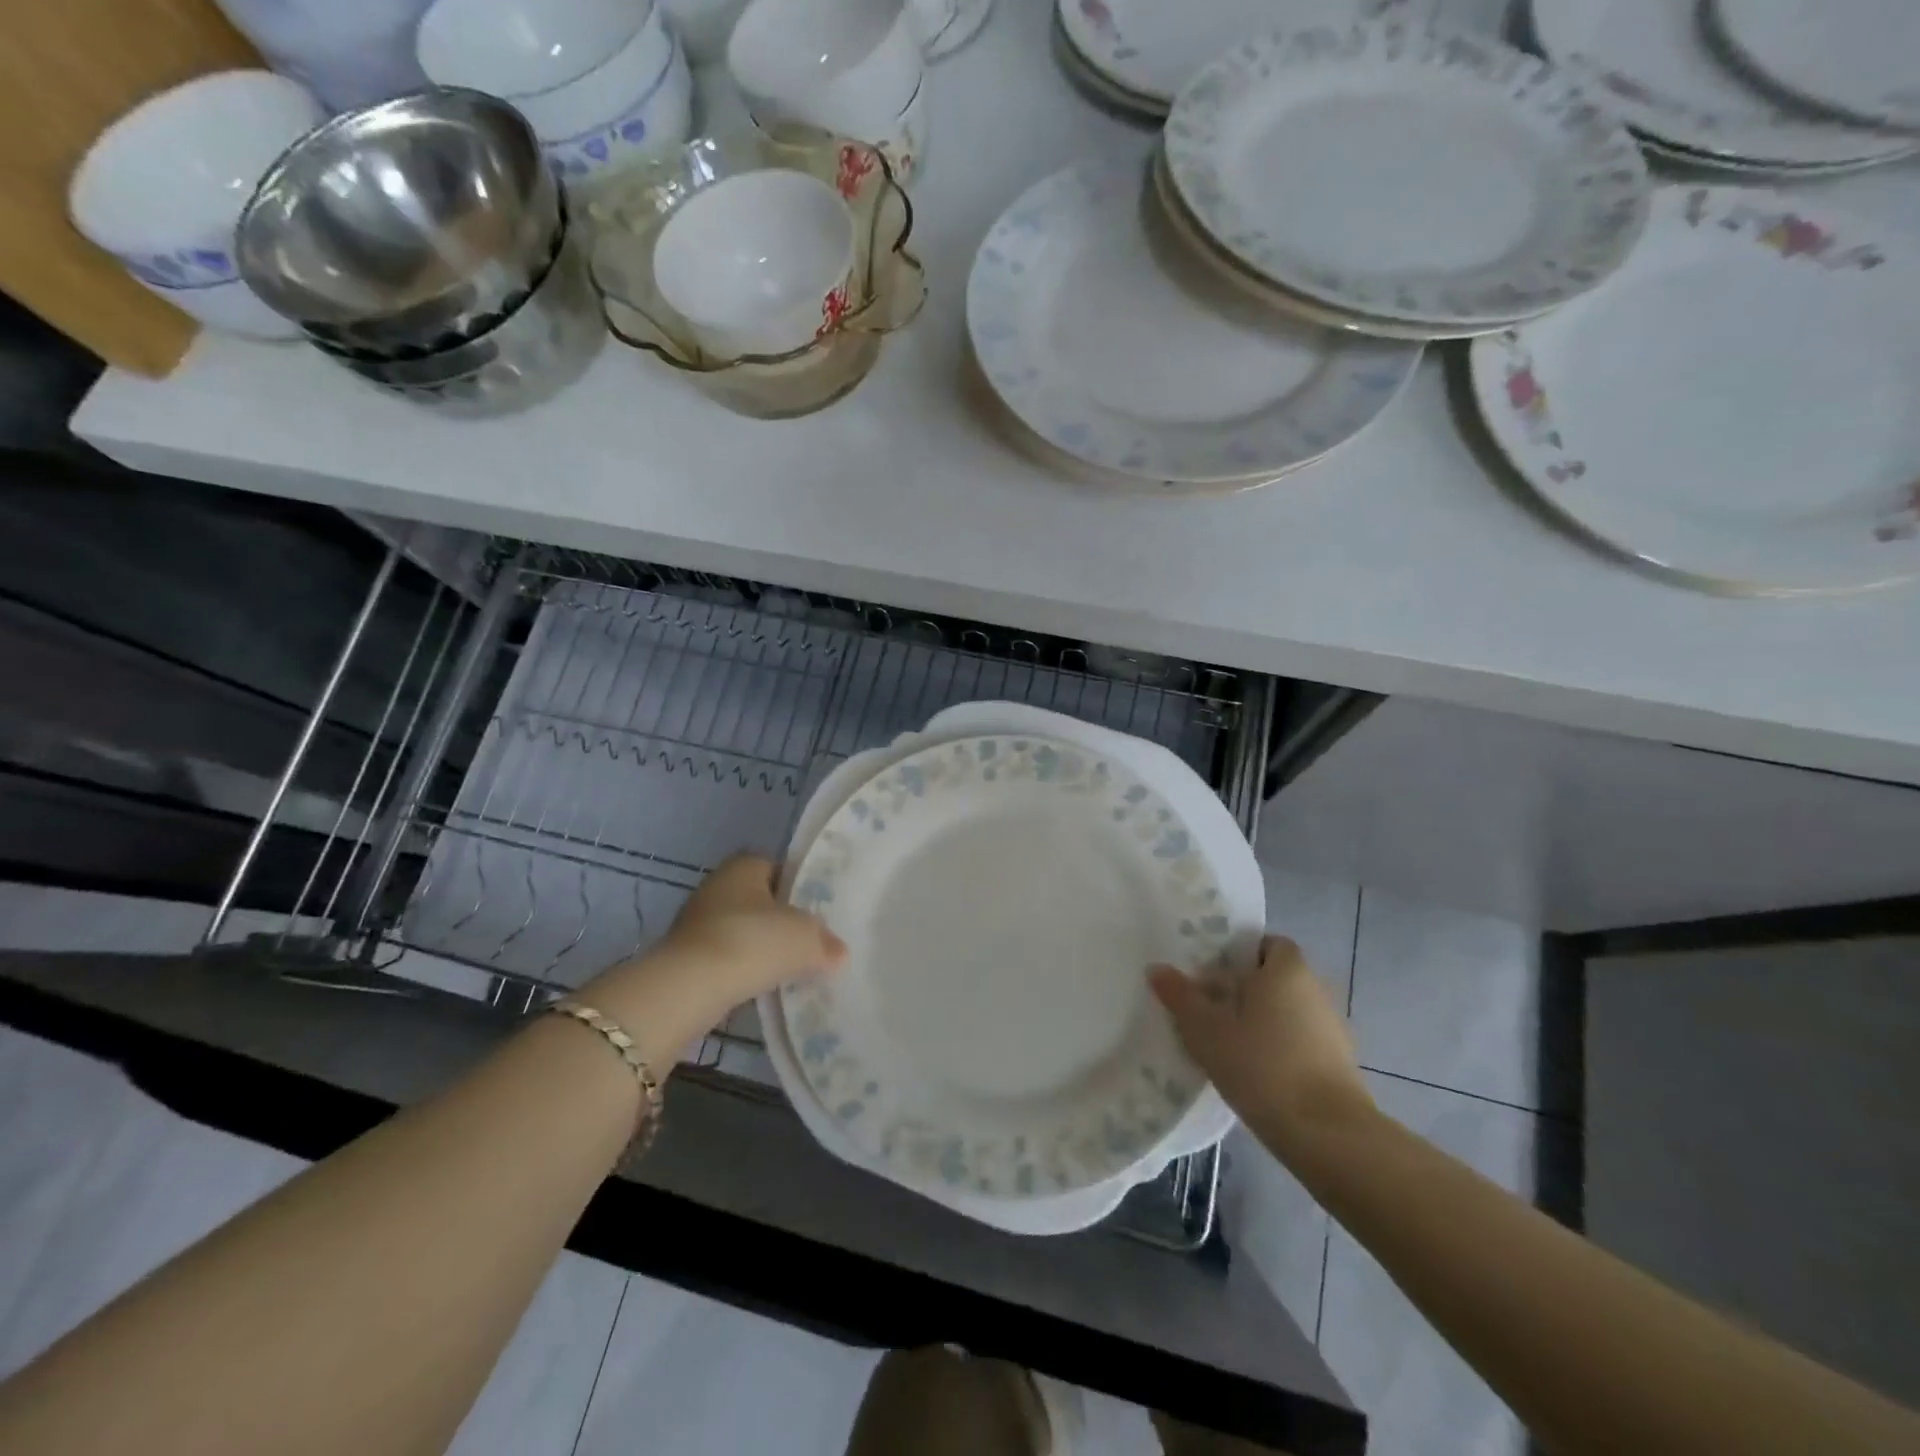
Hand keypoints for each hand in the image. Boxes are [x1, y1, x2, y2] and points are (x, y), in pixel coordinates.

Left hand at [585, 855, 845, 1041]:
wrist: (690, 987)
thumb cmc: (753, 941)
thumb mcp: (806, 938)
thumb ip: (825, 941)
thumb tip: (838, 952)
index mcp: (744, 865)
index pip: (777, 867)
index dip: (798, 887)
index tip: (818, 911)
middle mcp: (717, 885)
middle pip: (759, 900)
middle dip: (780, 920)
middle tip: (809, 941)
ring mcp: (696, 921)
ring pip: (741, 930)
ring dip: (760, 947)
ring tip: (789, 968)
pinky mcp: (685, 956)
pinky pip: (726, 958)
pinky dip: (742, 969)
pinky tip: (761, 986)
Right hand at [1149, 936, 1372, 1152]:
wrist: (1327, 1135)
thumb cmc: (1262, 1066)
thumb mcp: (1206, 1030)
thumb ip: (1180, 997)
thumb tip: (1157, 968)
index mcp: (1287, 970)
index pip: (1267, 943)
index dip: (1240, 954)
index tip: (1211, 974)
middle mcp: (1315, 989)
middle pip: (1275, 978)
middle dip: (1245, 989)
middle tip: (1208, 1008)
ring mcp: (1332, 1028)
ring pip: (1288, 1011)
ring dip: (1262, 1021)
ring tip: (1226, 1044)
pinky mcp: (1339, 1065)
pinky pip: (1301, 1041)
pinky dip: (1279, 1049)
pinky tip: (1255, 1073)